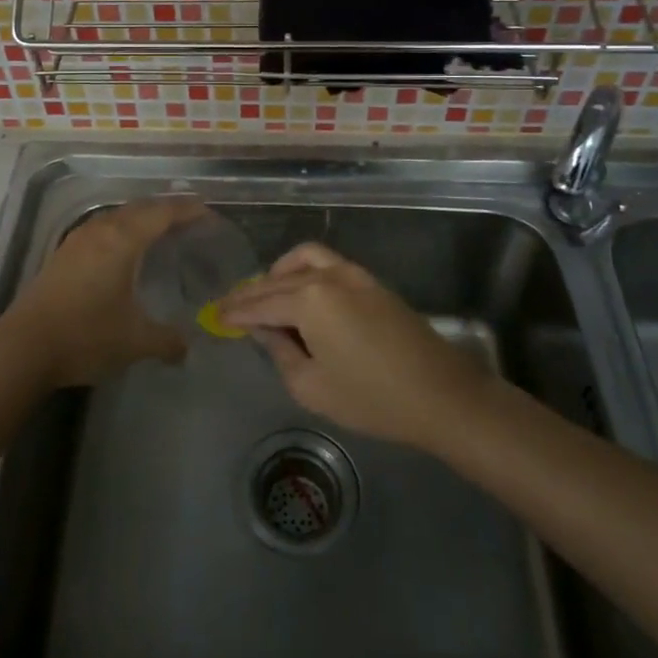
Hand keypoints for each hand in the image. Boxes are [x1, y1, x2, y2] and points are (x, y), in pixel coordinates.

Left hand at [2, 197, 203, 388]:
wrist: (23, 348)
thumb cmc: (86, 336)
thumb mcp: (135, 341)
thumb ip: (167, 341)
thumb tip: (186, 349)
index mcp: (123, 239)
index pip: (163, 213)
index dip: (188, 210)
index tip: (209, 213)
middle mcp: (101, 230)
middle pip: (140, 208)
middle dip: (167, 210)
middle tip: (191, 220)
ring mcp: (78, 240)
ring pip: (118, 216)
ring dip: (142, 217)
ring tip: (161, 231)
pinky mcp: (64, 254)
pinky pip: (103, 228)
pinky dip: (123, 230)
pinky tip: (125, 250)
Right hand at [218, 242, 489, 449]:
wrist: (441, 395)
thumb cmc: (372, 398)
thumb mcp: (312, 386)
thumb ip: (280, 352)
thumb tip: (264, 329)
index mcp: (308, 299)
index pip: (261, 303)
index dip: (236, 312)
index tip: (215, 316)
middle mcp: (327, 276)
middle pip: (278, 279)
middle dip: (252, 293)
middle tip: (231, 307)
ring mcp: (353, 274)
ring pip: (303, 260)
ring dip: (279, 273)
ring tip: (266, 295)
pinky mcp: (371, 281)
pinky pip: (326, 264)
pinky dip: (304, 271)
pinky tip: (300, 294)